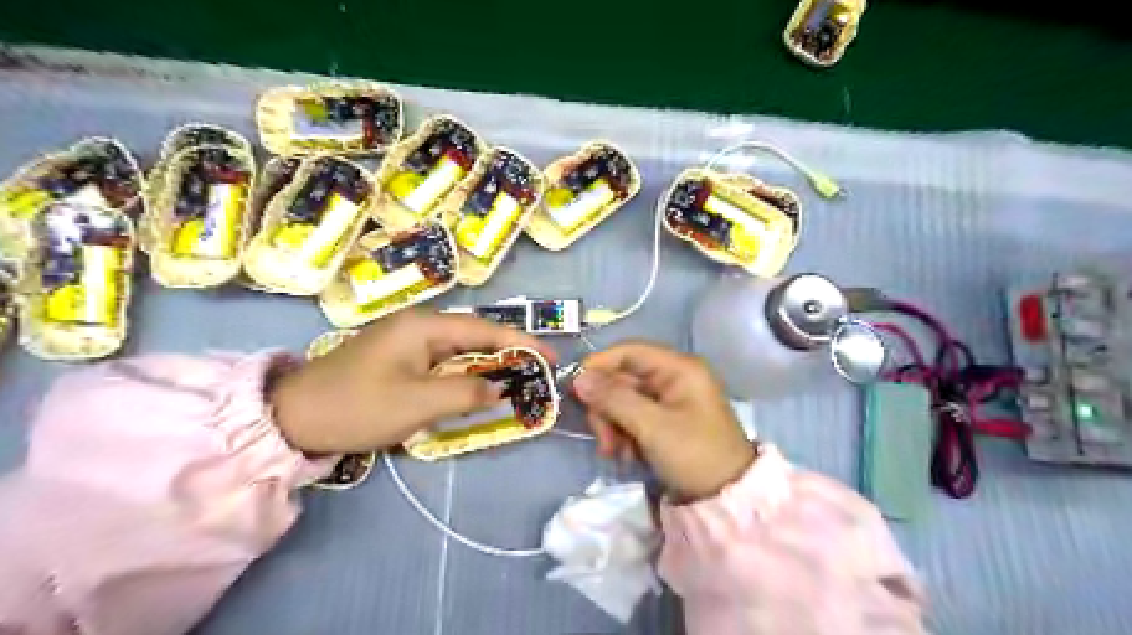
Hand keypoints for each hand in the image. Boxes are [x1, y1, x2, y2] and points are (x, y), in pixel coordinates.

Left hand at [272, 311, 556, 452]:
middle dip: (508, 353)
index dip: (522, 342)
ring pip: (460, 350)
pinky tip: (476, 388)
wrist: (293, 417)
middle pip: (475, 336)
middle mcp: (419, 326)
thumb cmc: (357, 406)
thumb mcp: (417, 403)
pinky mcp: (398, 360)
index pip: (486, 330)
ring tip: (516, 380)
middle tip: (538, 373)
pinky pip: (443, 362)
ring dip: (488, 365)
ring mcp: (406, 342)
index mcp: (425, 326)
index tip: (551, 358)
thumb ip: (466, 393)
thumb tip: (500, 389)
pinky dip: (465, 374)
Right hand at [575, 343, 748, 500]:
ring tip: (615, 453)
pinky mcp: (665, 421)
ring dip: (613, 425)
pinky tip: (627, 455)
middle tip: (603, 440)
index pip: (629, 352)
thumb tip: (579, 378)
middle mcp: (673, 378)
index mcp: (678, 368)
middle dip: (607, 408)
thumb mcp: (652, 426)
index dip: (600, 365)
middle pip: (623, 379)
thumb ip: (614, 399)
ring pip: (623, 400)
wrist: (726, 499)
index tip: (576, 388)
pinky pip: (633, 417)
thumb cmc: (694, 455)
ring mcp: (669, 400)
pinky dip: (624, 434)